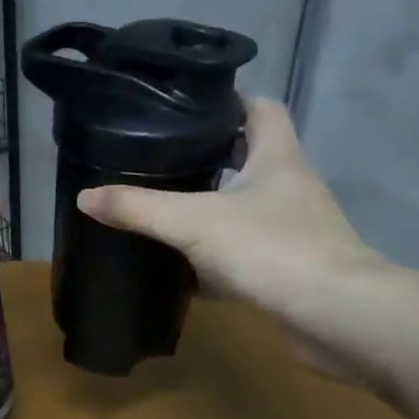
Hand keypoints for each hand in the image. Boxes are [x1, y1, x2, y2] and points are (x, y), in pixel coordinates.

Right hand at [77, 98, 388, 376]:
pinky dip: (214, 258)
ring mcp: (291, 230)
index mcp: (277, 157)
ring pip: (244, 209)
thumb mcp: (193, 222)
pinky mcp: (285, 269)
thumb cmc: (271, 249)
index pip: (260, 108)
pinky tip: (182, 269)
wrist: (334, 316)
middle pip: (248, 158)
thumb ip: (139, 207)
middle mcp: (289, 187)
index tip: (185, 109)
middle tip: (160, 162)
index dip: (227, 102)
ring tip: (162, 209)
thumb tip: (85, 196)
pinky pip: (243, 253)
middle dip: (208, 158)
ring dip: (209, 209)